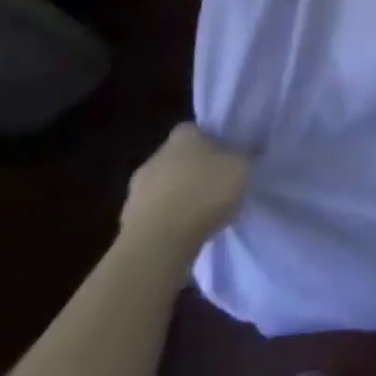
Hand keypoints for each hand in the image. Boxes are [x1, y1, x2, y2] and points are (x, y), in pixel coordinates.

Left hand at [119, 123, 251, 254]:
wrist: (159, 244)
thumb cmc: (204, 194)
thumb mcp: (242, 168)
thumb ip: (245, 157)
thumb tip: (248, 153)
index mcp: (183, 134)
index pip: (198, 131)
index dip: (214, 145)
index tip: (226, 162)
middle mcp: (156, 155)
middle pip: (179, 160)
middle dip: (193, 173)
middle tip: (214, 191)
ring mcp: (136, 191)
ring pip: (163, 190)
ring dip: (176, 201)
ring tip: (199, 220)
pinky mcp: (126, 225)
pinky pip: (153, 219)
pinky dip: (165, 226)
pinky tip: (181, 240)